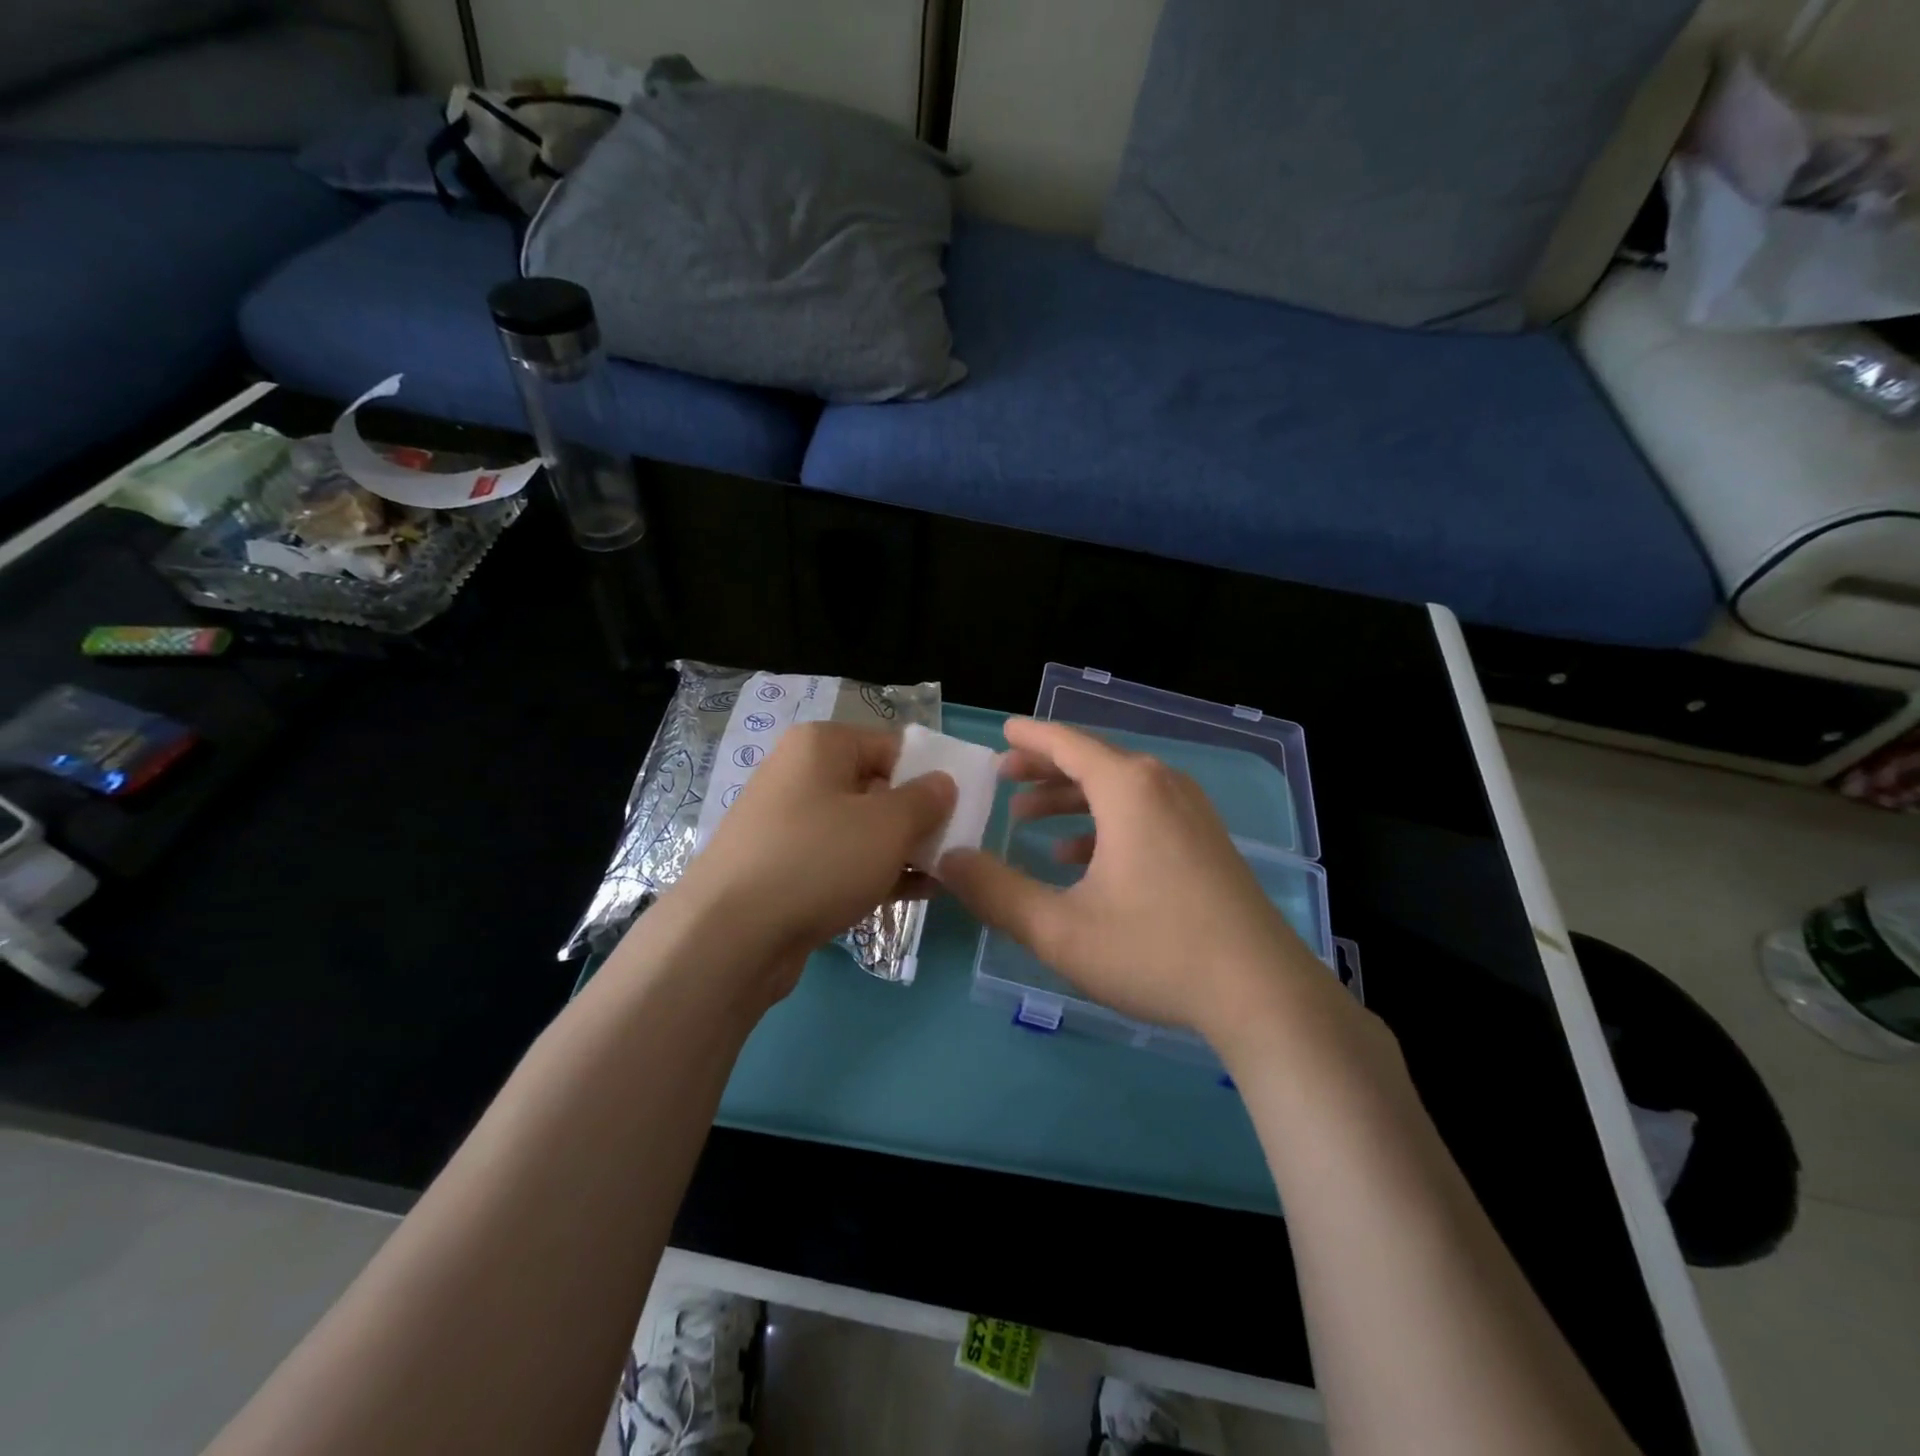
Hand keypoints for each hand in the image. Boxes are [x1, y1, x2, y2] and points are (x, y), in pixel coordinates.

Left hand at [675, 721, 956, 984]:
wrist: (730, 936)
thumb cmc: (818, 859)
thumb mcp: (888, 825)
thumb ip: (926, 799)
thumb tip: (943, 783)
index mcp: (820, 746)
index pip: (892, 745)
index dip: (931, 773)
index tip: (963, 806)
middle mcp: (800, 776)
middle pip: (876, 787)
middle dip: (918, 817)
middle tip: (956, 844)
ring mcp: (788, 826)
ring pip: (860, 829)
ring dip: (902, 849)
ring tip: (944, 873)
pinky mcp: (784, 870)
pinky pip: (840, 862)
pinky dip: (875, 873)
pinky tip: (916, 894)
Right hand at [940, 718, 1326, 1041]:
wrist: (1263, 993)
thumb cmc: (1154, 950)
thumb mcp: (1059, 928)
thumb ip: (996, 892)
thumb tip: (948, 861)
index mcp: (1128, 788)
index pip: (1067, 743)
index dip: (1030, 737)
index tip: (1002, 731)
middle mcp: (1162, 786)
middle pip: (1093, 761)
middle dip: (1044, 769)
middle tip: (1002, 777)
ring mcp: (1192, 813)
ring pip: (1119, 789)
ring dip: (1071, 799)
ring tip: (1029, 819)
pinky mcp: (1207, 842)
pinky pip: (1145, 813)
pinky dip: (1106, 823)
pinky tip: (1080, 857)